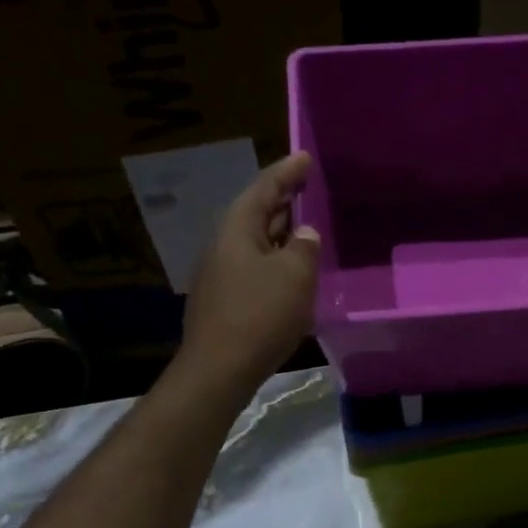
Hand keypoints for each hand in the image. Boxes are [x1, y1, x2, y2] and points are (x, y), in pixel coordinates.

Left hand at [177, 151, 321, 394]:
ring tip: (305, 231)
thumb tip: (305, 233)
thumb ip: (304, 248)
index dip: (287, 172)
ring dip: (279, 236)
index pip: (264, 188)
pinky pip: (253, 270)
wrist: (219, 370)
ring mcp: (219, 276)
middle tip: (308, 191)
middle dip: (283, 202)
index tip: (305, 158)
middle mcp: (223, 246)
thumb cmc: (259, 316)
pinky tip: (290, 276)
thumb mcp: (294, 276)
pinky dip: (274, 264)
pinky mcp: (222, 303)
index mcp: (237, 230)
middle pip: (255, 214)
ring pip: (254, 244)